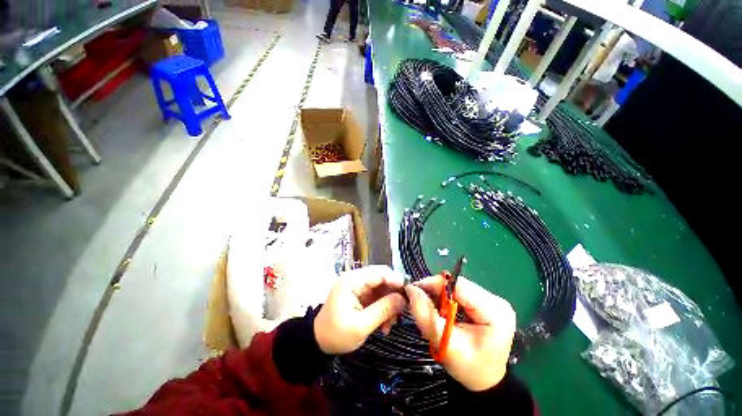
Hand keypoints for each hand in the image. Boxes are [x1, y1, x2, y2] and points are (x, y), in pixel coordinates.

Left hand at [314, 265, 406, 354]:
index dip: (396, 280)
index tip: (409, 294)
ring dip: (390, 304)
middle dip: (393, 295)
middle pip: (382, 279)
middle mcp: (355, 279)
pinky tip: (385, 324)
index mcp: (351, 281)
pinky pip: (377, 297)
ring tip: (391, 324)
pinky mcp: (360, 295)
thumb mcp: (361, 325)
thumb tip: (403, 299)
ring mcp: (358, 286)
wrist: (318, 343)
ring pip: (382, 288)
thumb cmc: (336, 335)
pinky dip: (384, 308)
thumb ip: (383, 310)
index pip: (379, 273)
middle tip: (402, 312)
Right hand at [405, 275, 515, 390]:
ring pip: (455, 287)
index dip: (434, 284)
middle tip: (418, 301)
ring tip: (429, 308)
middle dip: (435, 291)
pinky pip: (458, 292)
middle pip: (456, 285)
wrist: (484, 380)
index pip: (458, 286)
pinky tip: (440, 310)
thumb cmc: (469, 369)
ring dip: (439, 295)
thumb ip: (426, 315)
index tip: (414, 291)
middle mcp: (495, 300)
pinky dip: (445, 298)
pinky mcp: (484, 301)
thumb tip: (411, 289)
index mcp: (494, 312)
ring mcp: (491, 299)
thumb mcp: (445, 345)